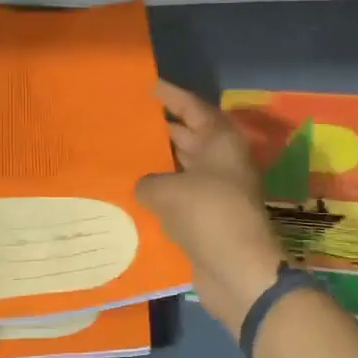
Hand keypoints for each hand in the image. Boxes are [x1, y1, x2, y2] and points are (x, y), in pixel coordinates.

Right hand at [136, 80, 284, 331]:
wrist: (238, 270)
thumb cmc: (208, 215)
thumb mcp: (167, 190)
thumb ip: (148, 181)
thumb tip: (145, 186)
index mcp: (220, 142)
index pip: (193, 107)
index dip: (170, 95)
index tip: (145, 86)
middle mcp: (220, 161)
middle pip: (187, 136)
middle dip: (159, 128)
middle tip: (124, 120)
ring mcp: (215, 191)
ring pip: (181, 168)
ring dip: (156, 163)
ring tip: (120, 154)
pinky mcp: (206, 218)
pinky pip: (178, 197)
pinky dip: (158, 194)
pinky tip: (130, 194)